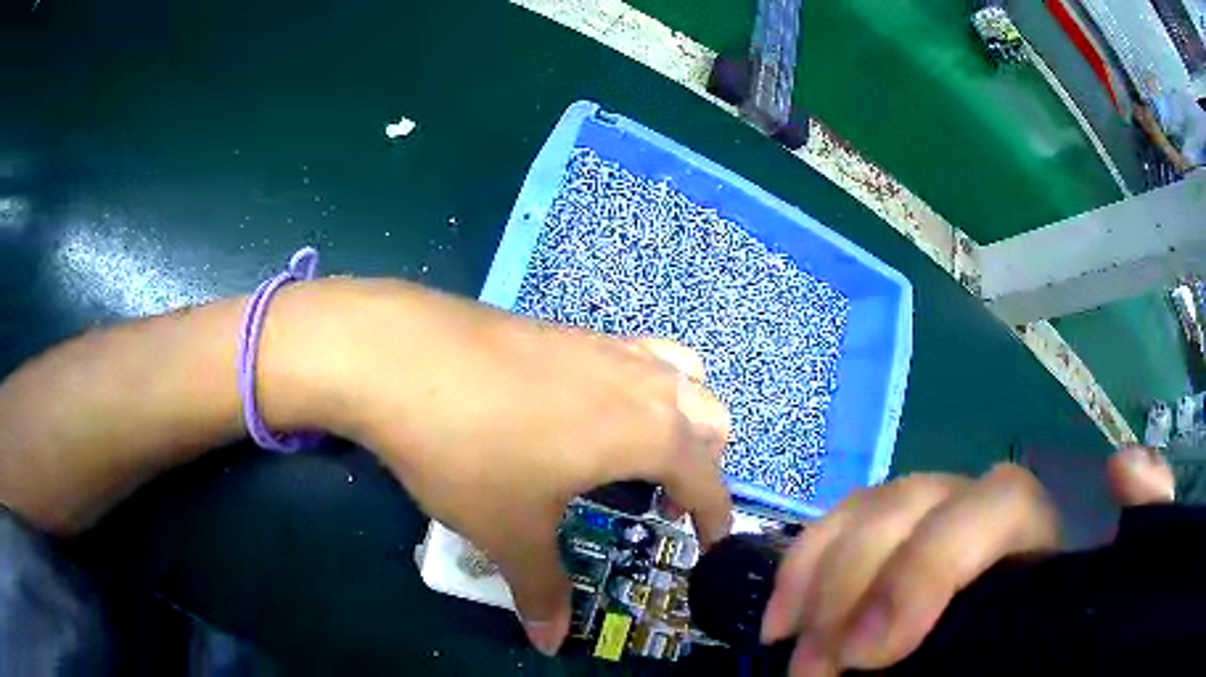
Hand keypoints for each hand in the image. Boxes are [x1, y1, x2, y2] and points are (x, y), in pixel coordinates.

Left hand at [317, 280, 732, 654]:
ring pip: (678, 373)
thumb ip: (541, 590)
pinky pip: (630, 357)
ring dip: (679, 414)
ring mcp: (603, 345)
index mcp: (650, 431)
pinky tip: (580, 414)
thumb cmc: (471, 451)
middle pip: (710, 416)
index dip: (716, 517)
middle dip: (703, 463)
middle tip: (664, 500)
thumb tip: (548, 642)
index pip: (709, 480)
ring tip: (636, 450)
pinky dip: (635, 387)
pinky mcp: (565, 328)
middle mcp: (642, 380)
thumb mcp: (510, 531)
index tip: (710, 543)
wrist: (402, 356)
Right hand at [759, 445, 1177, 676]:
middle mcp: (981, 516)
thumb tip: (1124, 468)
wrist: (1013, 662)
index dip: (929, 565)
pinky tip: (783, 613)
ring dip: (822, 573)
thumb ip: (1136, 528)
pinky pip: (844, 529)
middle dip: (858, 581)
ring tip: (789, 642)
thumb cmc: (1054, 641)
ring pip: (874, 507)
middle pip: (917, 501)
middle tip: (818, 667)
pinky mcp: (890, 553)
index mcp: (1035, 530)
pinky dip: (807, 564)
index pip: (993, 507)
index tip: (875, 651)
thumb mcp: (1096, 595)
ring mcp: (931, 529)